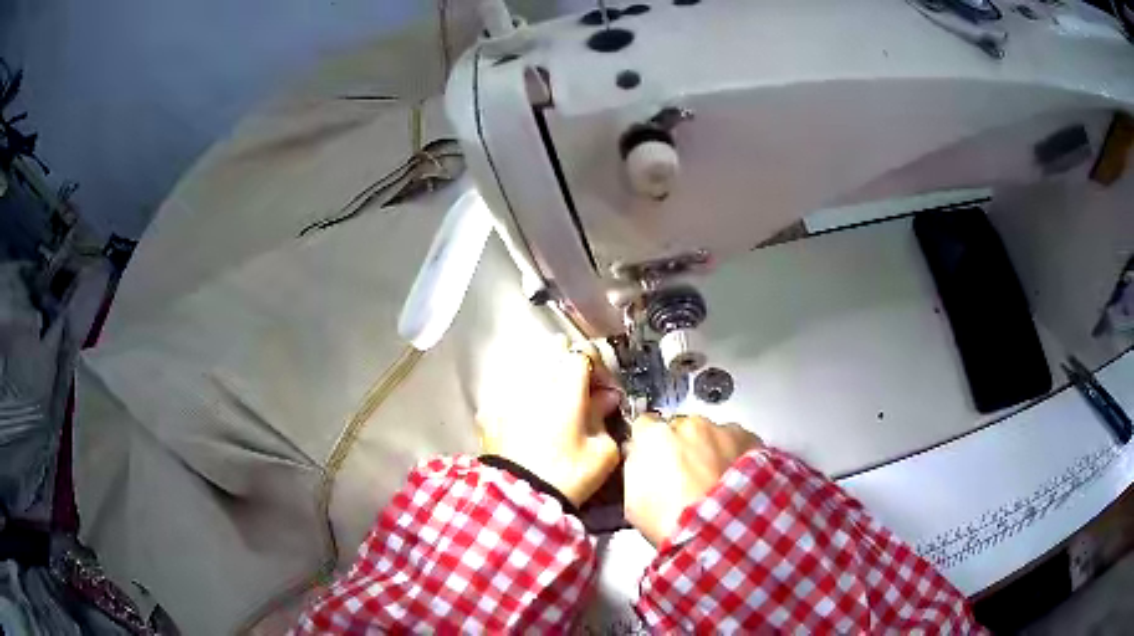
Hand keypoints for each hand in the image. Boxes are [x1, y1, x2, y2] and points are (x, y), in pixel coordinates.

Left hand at [478, 338, 622, 506]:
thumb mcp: (603, 452)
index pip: (583, 353)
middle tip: (580, 391)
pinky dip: (520, 399)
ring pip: (528, 370)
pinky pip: (507, 393)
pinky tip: (525, 418)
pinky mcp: (488, 412)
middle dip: (569, 365)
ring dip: (544, 379)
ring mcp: (507, 394)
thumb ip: (605, 418)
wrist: (518, 499)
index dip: (597, 366)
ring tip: (553, 404)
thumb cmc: (567, 474)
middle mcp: (534, 381)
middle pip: (553, 352)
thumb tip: (604, 399)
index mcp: (566, 387)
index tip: (604, 388)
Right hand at [624, 414, 761, 545]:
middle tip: (686, 476)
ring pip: (712, 434)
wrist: (718, 529)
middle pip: (681, 428)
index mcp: (654, 436)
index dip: (648, 443)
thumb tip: (638, 456)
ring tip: (714, 481)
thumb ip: (635, 468)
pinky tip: (734, 479)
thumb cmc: (670, 520)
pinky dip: (735, 455)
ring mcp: (722, 430)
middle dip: (682, 446)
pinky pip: (737, 442)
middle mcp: (688, 424)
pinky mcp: (750, 439)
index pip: (645, 425)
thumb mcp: (633, 501)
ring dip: (710, 450)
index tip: (652, 459)